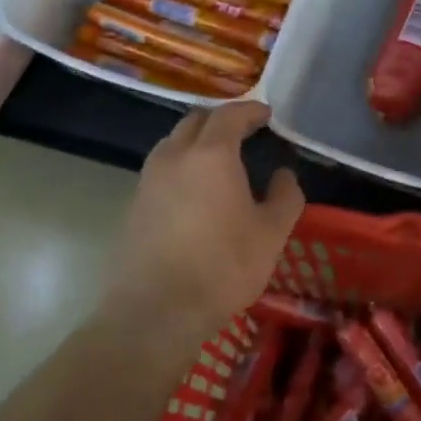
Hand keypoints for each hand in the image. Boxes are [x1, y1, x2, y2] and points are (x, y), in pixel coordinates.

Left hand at [104, 100, 304, 331]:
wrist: (155, 309)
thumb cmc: (222, 266)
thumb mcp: (271, 234)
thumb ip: (285, 197)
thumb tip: (283, 175)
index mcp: (211, 154)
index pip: (230, 115)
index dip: (250, 110)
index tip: (266, 114)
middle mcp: (174, 155)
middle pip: (196, 121)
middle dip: (221, 119)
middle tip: (244, 131)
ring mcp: (149, 179)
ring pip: (174, 143)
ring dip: (197, 141)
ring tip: (219, 159)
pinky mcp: (134, 203)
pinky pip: (162, 168)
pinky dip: (182, 165)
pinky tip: (196, 190)